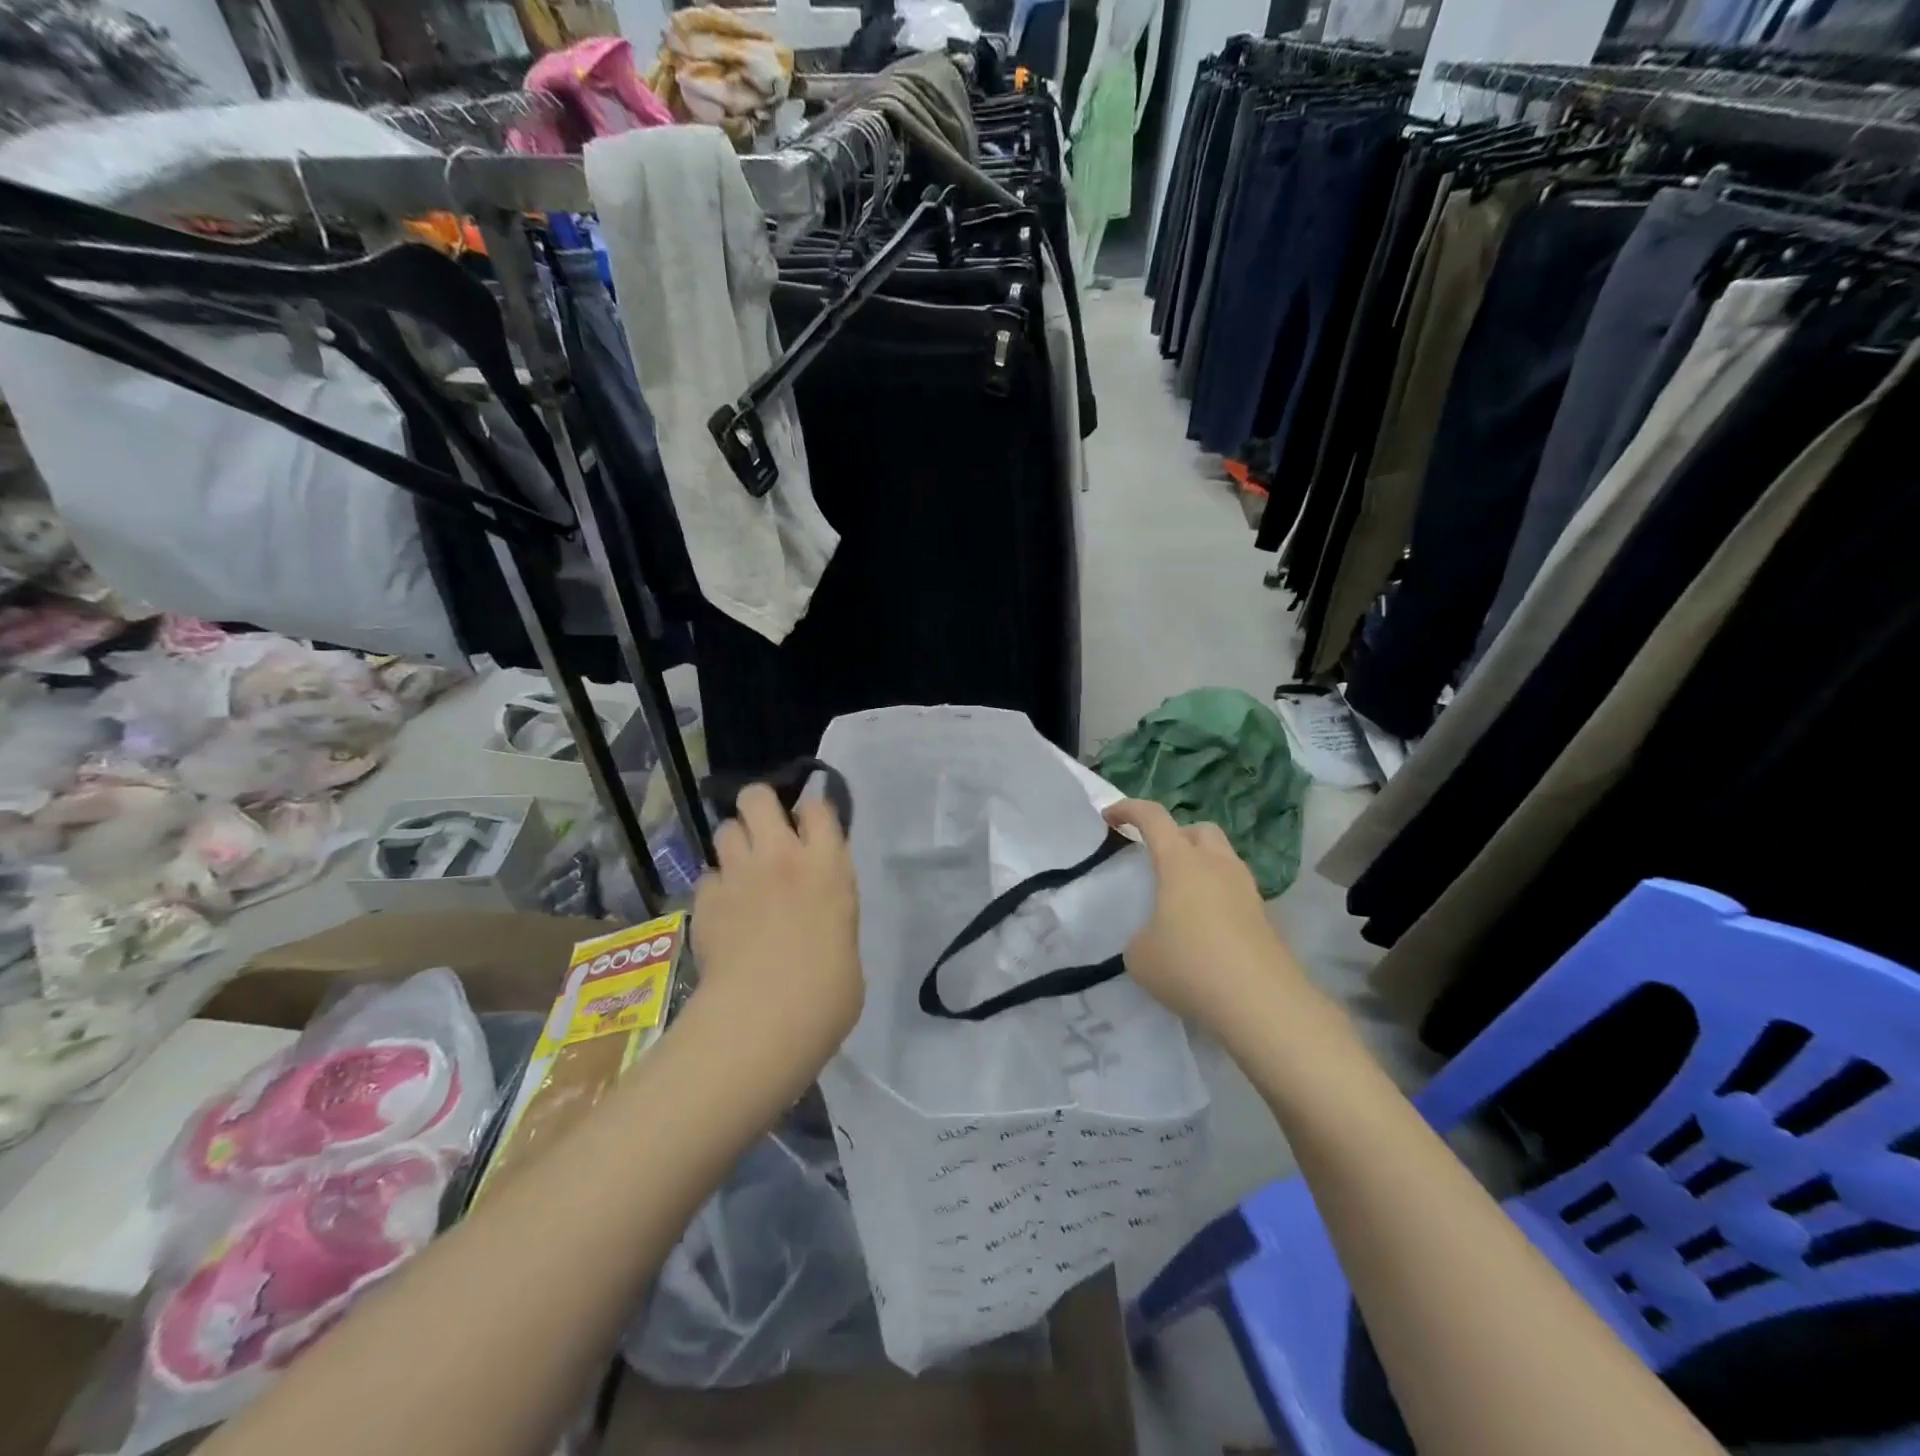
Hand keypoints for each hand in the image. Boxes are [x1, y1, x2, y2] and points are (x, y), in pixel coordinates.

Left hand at [691, 784, 862, 1065]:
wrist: (764, 1019)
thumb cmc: (827, 992)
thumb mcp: (846, 939)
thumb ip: (831, 909)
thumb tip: (817, 915)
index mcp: (827, 864)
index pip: (818, 807)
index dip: (811, 814)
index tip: (810, 829)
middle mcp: (781, 856)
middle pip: (758, 798)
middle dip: (760, 807)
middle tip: (766, 834)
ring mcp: (739, 875)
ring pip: (725, 829)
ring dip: (734, 844)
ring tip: (742, 871)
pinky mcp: (705, 901)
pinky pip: (707, 876)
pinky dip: (715, 887)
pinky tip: (722, 911)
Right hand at [1105, 799, 1310, 1036]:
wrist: (1262, 1004)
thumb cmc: (1190, 967)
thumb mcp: (1140, 955)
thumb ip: (1141, 936)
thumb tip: (1155, 938)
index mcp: (1181, 863)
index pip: (1153, 817)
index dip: (1129, 809)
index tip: (1109, 816)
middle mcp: (1217, 866)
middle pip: (1199, 829)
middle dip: (1176, 835)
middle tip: (1158, 860)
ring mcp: (1246, 890)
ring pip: (1223, 859)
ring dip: (1201, 866)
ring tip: (1181, 899)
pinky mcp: (1265, 919)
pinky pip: (1235, 893)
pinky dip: (1217, 899)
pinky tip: (1204, 931)